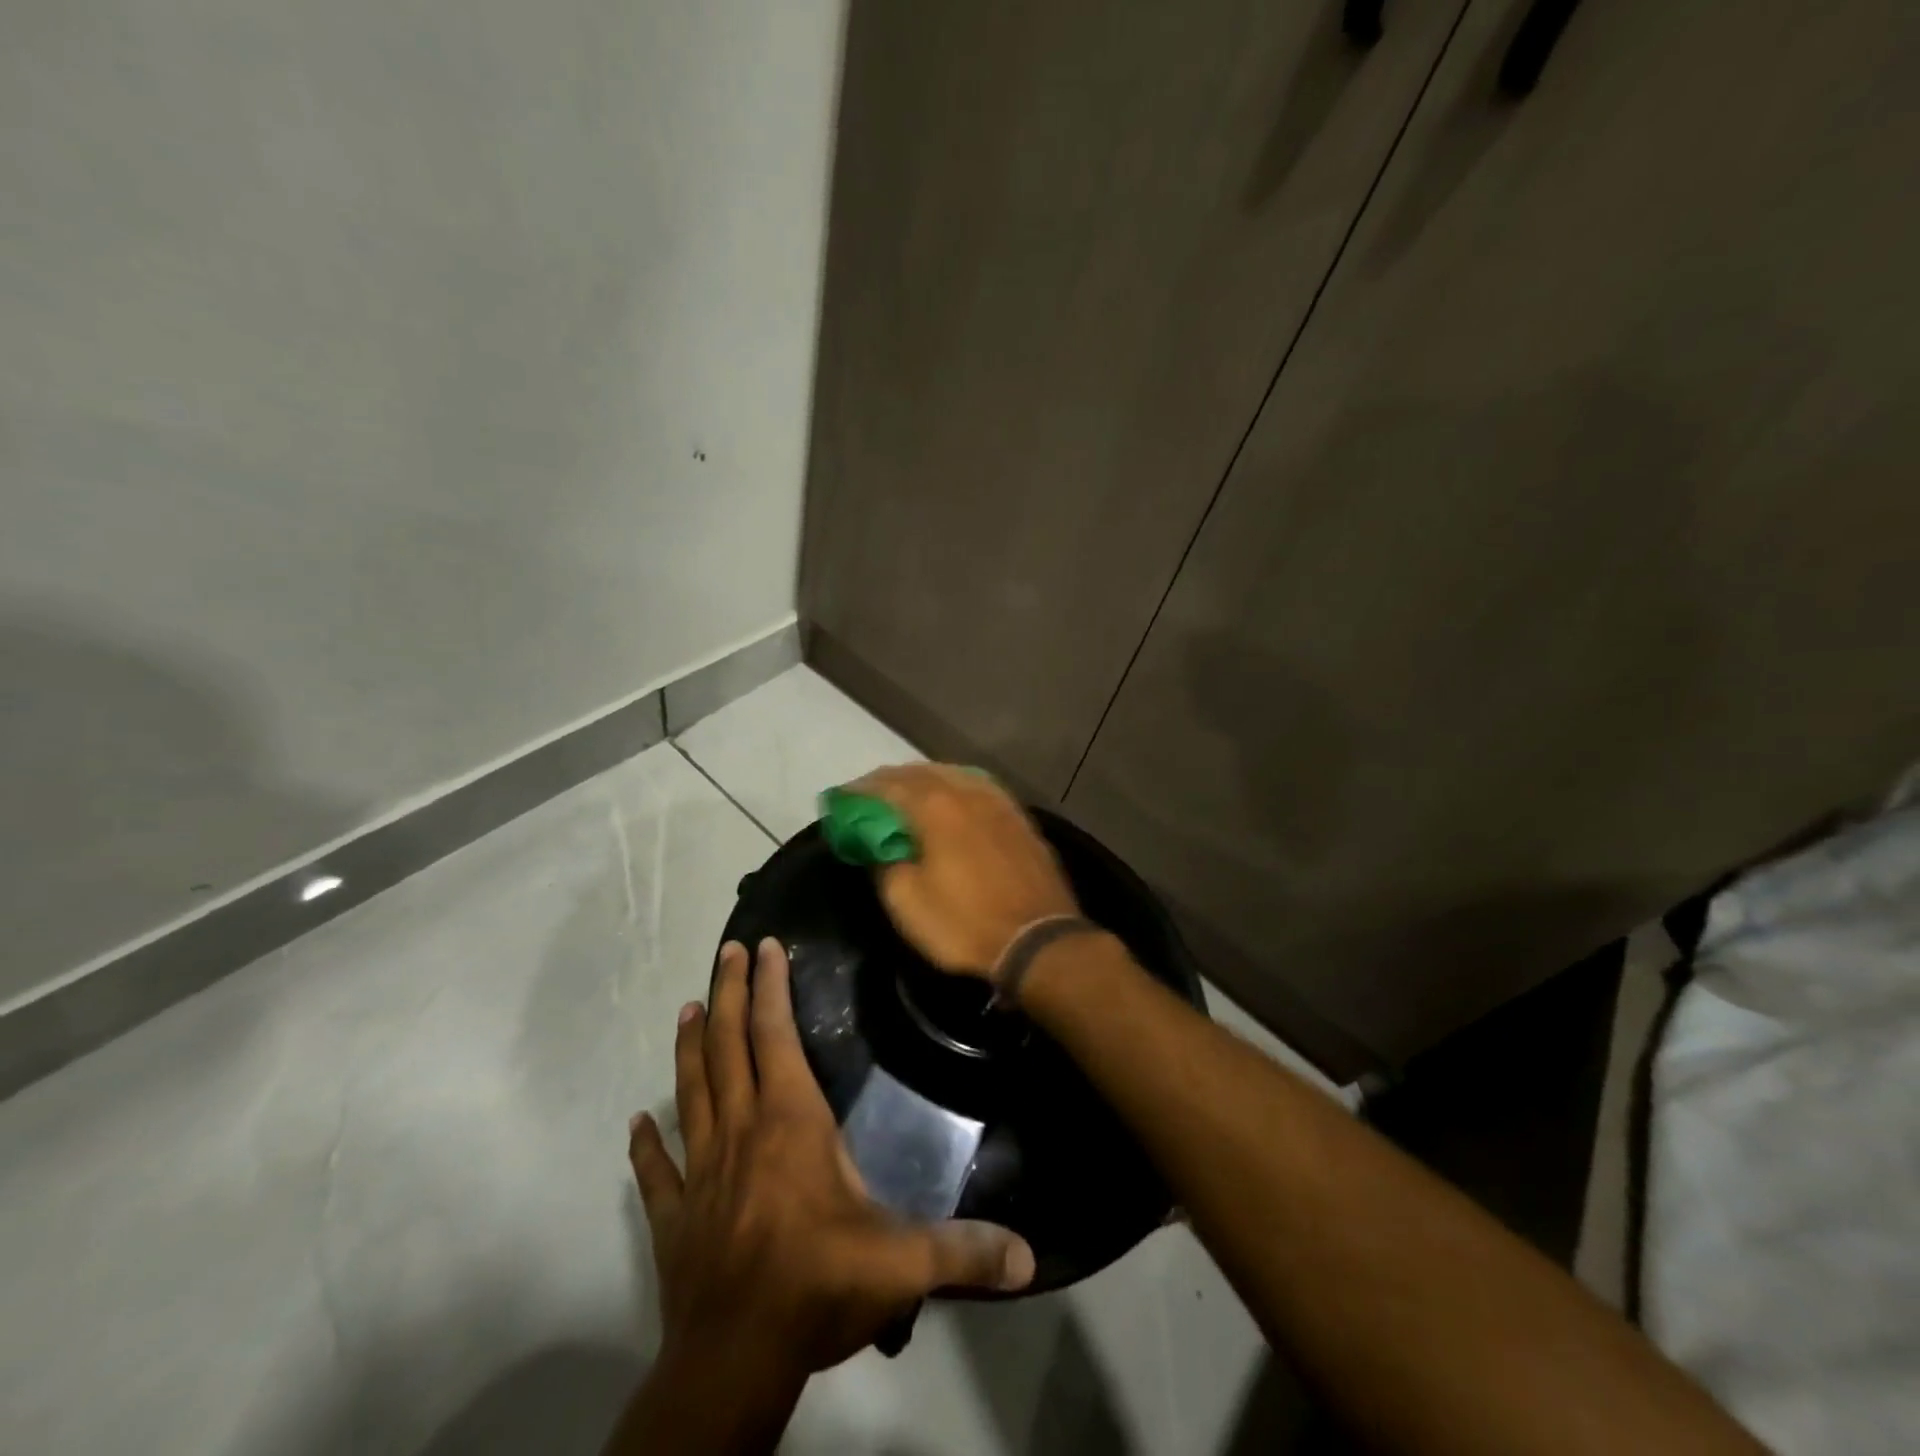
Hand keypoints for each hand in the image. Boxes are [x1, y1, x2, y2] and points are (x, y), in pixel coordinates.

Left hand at [627, 938, 1035, 1388]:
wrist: (734, 1363)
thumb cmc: (817, 1288)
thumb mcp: (903, 1263)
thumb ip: (964, 1248)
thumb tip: (1029, 1255)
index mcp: (789, 1122)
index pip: (775, 1037)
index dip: (771, 988)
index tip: (765, 946)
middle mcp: (740, 1131)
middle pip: (728, 1046)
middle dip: (730, 993)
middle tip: (728, 952)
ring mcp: (701, 1171)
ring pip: (691, 1091)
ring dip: (689, 1047)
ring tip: (688, 1007)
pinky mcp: (675, 1216)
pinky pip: (656, 1171)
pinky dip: (645, 1145)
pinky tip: (635, 1124)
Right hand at [847, 764, 1079, 979]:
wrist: (1038, 941)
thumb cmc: (965, 924)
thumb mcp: (907, 902)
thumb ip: (885, 863)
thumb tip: (880, 846)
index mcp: (934, 807)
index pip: (887, 785)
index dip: (859, 791)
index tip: (840, 800)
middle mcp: (966, 792)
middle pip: (920, 773)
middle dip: (890, 780)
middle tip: (869, 795)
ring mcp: (997, 801)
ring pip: (953, 775)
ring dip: (924, 780)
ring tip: (907, 793)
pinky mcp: (1018, 817)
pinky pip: (978, 788)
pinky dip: (956, 788)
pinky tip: (953, 799)